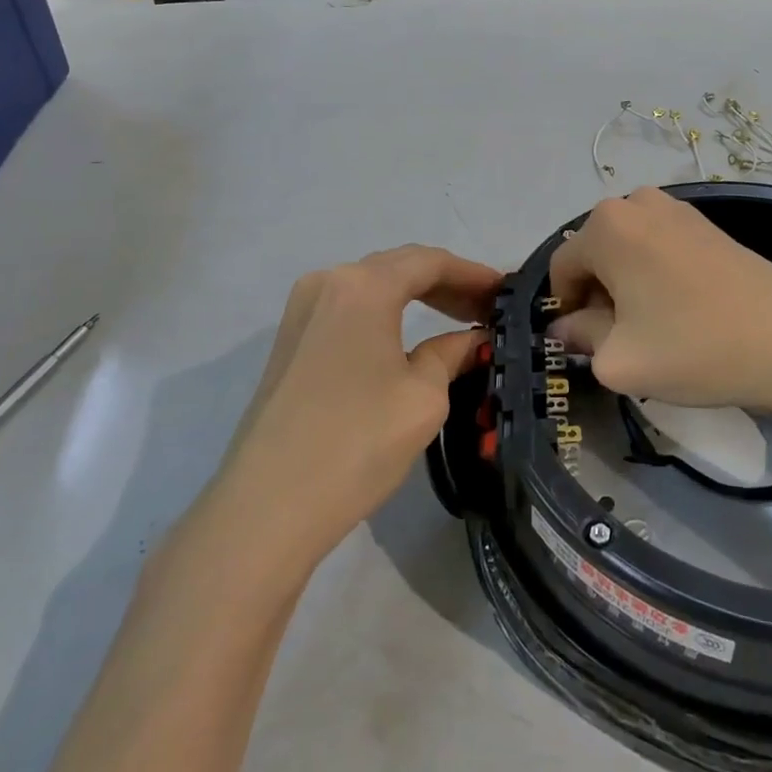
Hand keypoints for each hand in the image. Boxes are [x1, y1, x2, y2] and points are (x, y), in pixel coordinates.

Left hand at [216, 245, 501, 564]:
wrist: (266, 509)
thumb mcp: (423, 397)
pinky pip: (350, 310)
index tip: (506, 291)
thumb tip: (473, 339)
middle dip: (447, 284)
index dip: (472, 273)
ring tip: (458, 320)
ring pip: (373, 287)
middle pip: (399, 268)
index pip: (429, 262)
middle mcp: (328, 282)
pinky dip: (387, 314)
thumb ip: (452, 354)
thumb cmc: (356, 443)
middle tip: (487, 308)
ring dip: (416, 298)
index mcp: (363, 286)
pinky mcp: (289, 341)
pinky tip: (409, 339)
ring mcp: (302, 311)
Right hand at [549, 189, 771, 422]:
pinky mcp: (707, 223)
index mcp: (606, 225)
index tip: (586, 345)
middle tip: (622, 340)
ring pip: (627, 251)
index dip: (565, 310)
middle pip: (595, 254)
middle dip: (598, 296)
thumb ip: (580, 338)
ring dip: (627, 286)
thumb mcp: (619, 359)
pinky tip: (682, 312)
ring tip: (655, 328)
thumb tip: (565, 328)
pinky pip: (658, 247)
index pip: (562, 267)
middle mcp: (637, 202)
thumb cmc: (694, 347)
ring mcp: (677, 208)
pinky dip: (656, 276)